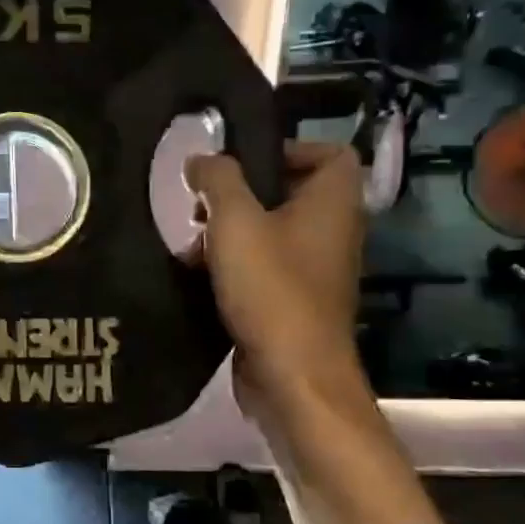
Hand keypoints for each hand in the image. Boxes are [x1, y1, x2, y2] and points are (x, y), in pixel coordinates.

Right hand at [185, 141, 368, 417]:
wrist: (291, 374)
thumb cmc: (270, 288)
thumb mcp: (236, 221)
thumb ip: (218, 180)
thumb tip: (201, 159)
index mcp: (333, 203)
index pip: (331, 154)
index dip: (290, 149)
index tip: (244, 162)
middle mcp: (332, 233)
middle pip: (291, 194)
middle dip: (243, 195)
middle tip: (203, 203)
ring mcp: (314, 272)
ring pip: (271, 234)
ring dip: (231, 233)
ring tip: (191, 242)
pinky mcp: (293, 304)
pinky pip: (264, 270)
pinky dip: (234, 267)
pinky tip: (197, 276)